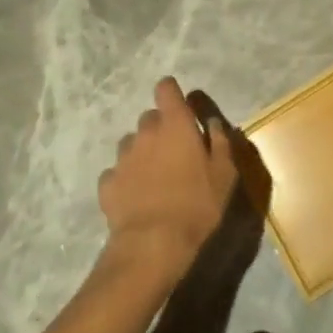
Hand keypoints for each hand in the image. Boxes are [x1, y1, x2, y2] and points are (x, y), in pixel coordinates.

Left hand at [97, 77, 237, 285]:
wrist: (153, 245)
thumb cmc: (196, 204)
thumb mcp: (224, 174)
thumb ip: (220, 141)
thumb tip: (212, 123)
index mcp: (175, 123)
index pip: (166, 88)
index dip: (172, 93)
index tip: (180, 108)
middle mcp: (145, 132)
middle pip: (149, 117)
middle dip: (160, 128)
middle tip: (174, 153)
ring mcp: (123, 157)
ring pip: (131, 144)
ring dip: (142, 152)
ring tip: (153, 177)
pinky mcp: (107, 183)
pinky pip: (116, 172)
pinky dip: (125, 179)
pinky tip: (135, 197)